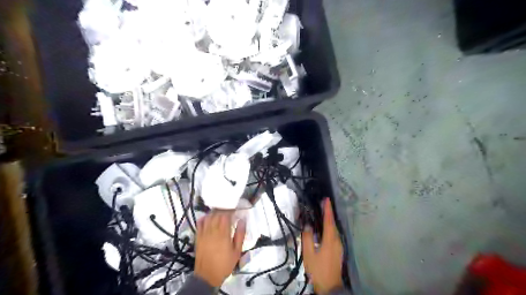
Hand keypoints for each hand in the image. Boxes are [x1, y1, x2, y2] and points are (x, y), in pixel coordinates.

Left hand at [194, 211, 244, 286]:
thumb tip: (242, 221)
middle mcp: (212, 231)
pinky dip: (204, 217)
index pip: (226, 215)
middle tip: (230, 210)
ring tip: (221, 212)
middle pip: (217, 214)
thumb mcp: (237, 251)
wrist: (207, 276)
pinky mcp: (198, 237)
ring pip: (208, 216)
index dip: (231, 210)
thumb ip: (240, 234)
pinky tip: (209, 217)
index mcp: (223, 234)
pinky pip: (200, 223)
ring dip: (215, 212)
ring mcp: (204, 233)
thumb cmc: (224, 264)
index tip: (235, 209)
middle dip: (224, 210)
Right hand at [302, 199, 342, 294]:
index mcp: (330, 240)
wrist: (329, 286)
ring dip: (329, 220)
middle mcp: (336, 240)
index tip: (326, 199)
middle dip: (329, 213)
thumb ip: (307, 238)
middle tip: (323, 203)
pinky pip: (334, 234)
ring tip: (323, 212)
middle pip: (333, 223)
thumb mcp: (309, 254)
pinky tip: (324, 227)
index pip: (328, 221)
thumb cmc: (318, 269)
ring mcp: (339, 246)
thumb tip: (307, 225)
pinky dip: (330, 227)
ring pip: (334, 229)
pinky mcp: (338, 250)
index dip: (327, 209)